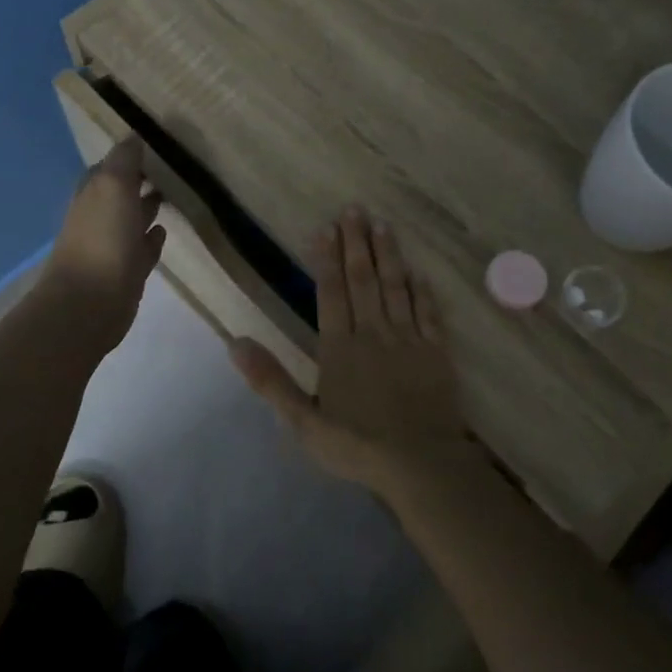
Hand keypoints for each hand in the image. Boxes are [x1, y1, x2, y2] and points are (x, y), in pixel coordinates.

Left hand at [42, 138, 165, 349]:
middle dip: (140, 180)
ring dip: (148, 207)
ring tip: (174, 194)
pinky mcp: (127, 272)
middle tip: (171, 167)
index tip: (156, 144)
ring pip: (132, 219)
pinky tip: (164, 231)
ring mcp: (113, 246)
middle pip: (121, 192)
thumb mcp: (113, 187)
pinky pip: (142, 249)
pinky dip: (152, 238)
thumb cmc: (102, 239)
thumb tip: (134, 136)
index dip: (128, 155)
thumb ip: (124, 160)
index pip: (109, 166)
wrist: (90, 303)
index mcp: (93, 193)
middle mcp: (100, 216)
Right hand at [230, 207, 479, 492]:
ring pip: (396, 287)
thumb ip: (270, 381)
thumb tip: (235, 343)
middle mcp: (373, 333)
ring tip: (383, 225)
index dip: (327, 258)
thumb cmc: (357, 445)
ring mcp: (408, 339)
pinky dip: (422, 290)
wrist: (420, 462)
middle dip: (357, 243)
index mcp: (340, 347)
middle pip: (363, 279)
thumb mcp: (303, 422)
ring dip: (388, 255)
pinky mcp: (436, 351)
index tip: (326, 227)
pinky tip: (418, 272)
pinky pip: (428, 312)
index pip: (330, 292)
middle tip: (355, 209)